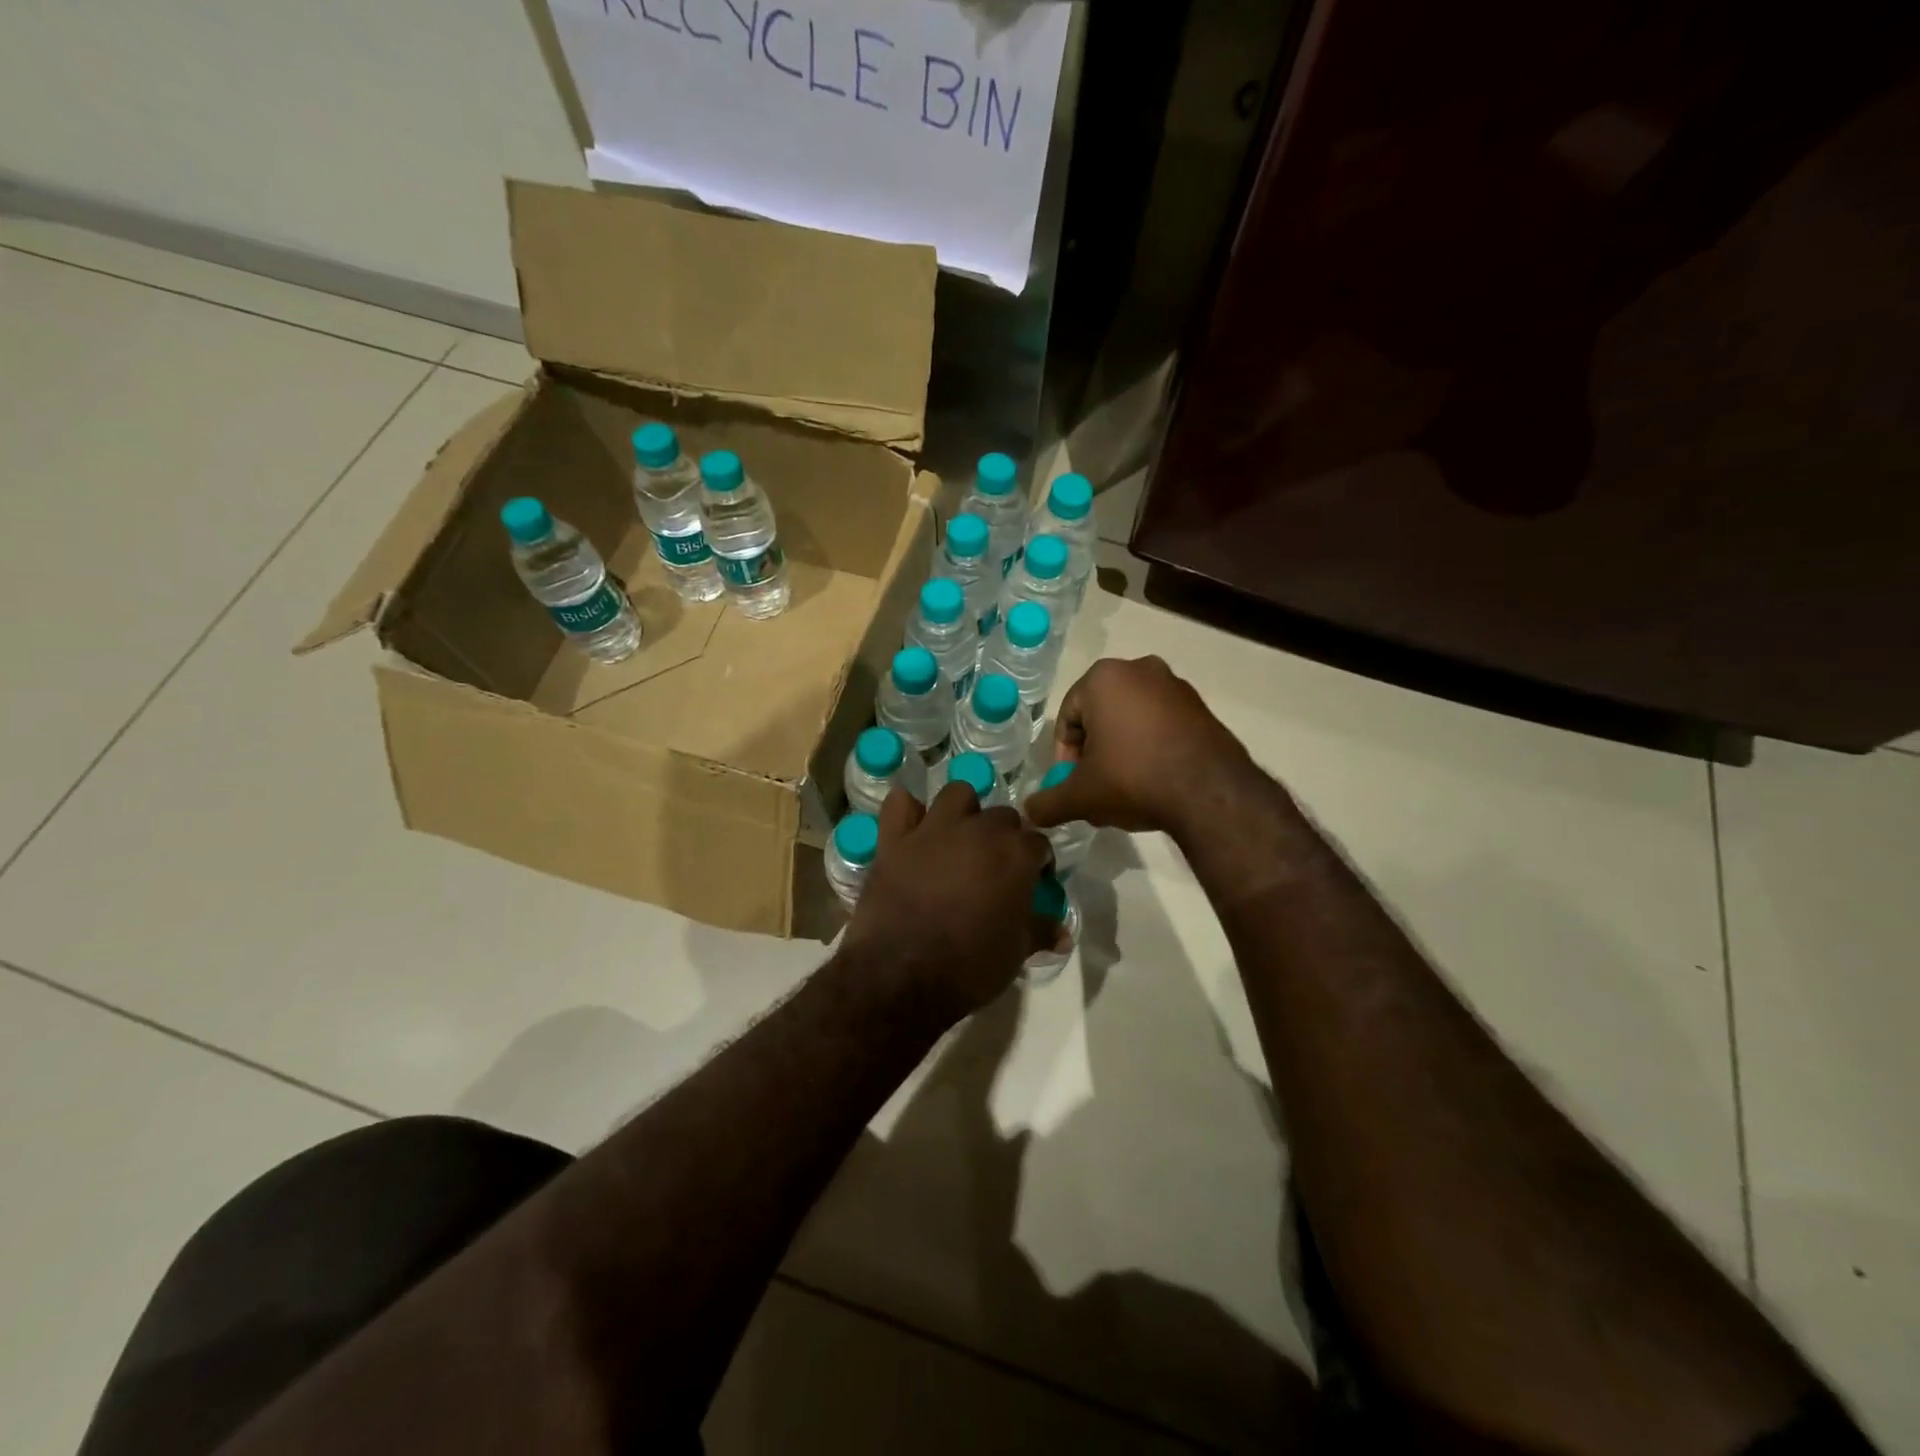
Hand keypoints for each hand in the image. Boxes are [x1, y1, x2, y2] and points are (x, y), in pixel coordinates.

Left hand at [842, 782, 1055, 1023]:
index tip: (1033, 883)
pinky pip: (900, 804)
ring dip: (964, 811)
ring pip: (957, 794)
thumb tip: (1063, 933)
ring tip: (959, 839)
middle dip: (1005, 836)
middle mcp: (978, 830)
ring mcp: (933, 829)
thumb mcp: (1016, 953)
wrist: (902, 975)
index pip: (1039, 843)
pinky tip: (912, 829)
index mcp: (1015, 854)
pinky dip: (908, 811)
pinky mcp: (894, 839)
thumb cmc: (971, 966)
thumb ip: (1041, 932)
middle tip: (996, 867)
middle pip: (1003, 816)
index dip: (1039, 863)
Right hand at [1024, 656, 1256, 838]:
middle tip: (1096, 786)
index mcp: (1103, 678)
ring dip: (1122, 750)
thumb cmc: (1133, 778)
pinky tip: (1154, 781)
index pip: (1067, 718)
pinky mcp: (1202, 707)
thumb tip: (1030, 812)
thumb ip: (1048, 802)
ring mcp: (1175, 686)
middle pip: (1100, 716)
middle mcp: (1140, 669)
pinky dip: (1151, 748)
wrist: (1210, 792)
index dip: (1065, 756)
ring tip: (1125, 788)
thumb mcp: (1081, 796)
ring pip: (1132, 720)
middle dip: (1094, 752)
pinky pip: (1162, 726)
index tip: (1073, 784)